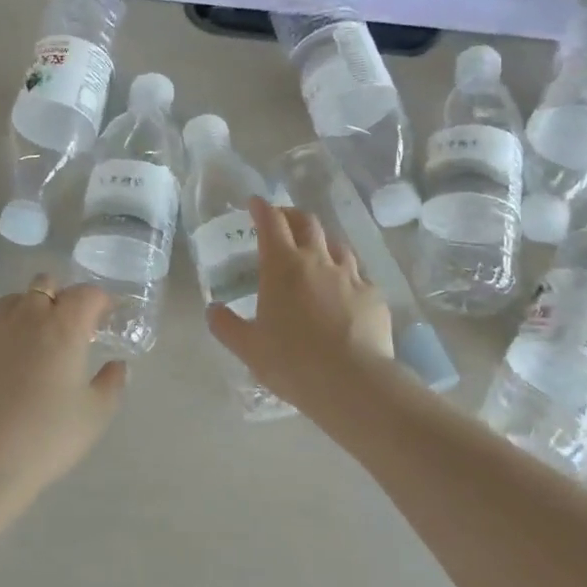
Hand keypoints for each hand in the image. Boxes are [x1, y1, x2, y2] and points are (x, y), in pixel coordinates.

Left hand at [0, 275, 126, 512]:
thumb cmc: (46, 436)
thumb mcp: (95, 415)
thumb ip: (112, 383)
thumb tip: (117, 365)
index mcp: (65, 326)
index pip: (87, 294)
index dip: (99, 301)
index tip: (104, 319)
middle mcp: (27, 316)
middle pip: (45, 285)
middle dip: (60, 298)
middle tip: (68, 329)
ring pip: (11, 301)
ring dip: (26, 310)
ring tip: (32, 341)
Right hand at [207, 197, 391, 413]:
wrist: (353, 383)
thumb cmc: (292, 362)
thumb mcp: (248, 348)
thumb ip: (226, 325)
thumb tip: (212, 309)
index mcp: (282, 267)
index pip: (271, 223)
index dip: (262, 208)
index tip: (256, 203)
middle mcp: (318, 260)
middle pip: (307, 223)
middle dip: (292, 215)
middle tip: (282, 220)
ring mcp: (350, 276)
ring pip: (336, 244)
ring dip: (322, 241)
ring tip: (315, 251)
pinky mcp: (373, 295)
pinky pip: (358, 274)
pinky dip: (346, 273)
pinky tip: (343, 289)